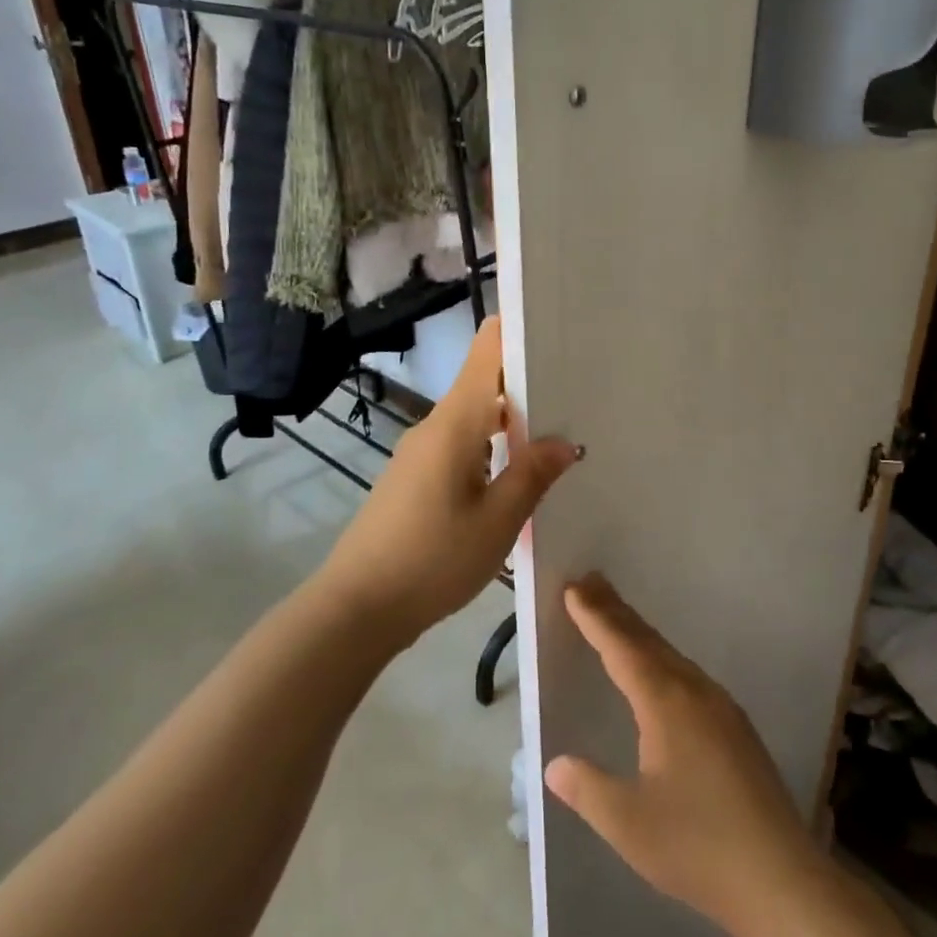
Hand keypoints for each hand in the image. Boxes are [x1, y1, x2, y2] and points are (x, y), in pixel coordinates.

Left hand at [319, 319, 577, 642]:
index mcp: (454, 423)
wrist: (357, 607)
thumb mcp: (497, 522)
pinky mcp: (414, 478)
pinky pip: (460, 446)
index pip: (486, 352)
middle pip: (483, 383)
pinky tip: (517, 473)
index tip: (559, 330)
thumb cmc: (432, 559)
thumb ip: (532, 475)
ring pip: (473, 418)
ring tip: (558, 431)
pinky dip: (491, 447)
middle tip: (579, 389)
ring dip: (511, 420)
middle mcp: (434, 426)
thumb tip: (564, 440)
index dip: (518, 331)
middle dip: (528, 381)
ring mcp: (420, 453)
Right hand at [545, 575, 826, 936]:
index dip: (595, 618)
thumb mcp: (628, 823)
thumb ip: (588, 788)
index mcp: (666, 703)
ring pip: (671, 656)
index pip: (622, 648)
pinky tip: (661, 673)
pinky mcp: (736, 728)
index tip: (574, 587)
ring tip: (616, 618)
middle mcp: (695, 692)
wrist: (781, 879)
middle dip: (616, 612)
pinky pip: (688, 675)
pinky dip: (661, 658)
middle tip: (590, 582)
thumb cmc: (697, 846)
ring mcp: (721, 708)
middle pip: (648, 641)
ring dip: (639, 634)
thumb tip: (554, 765)